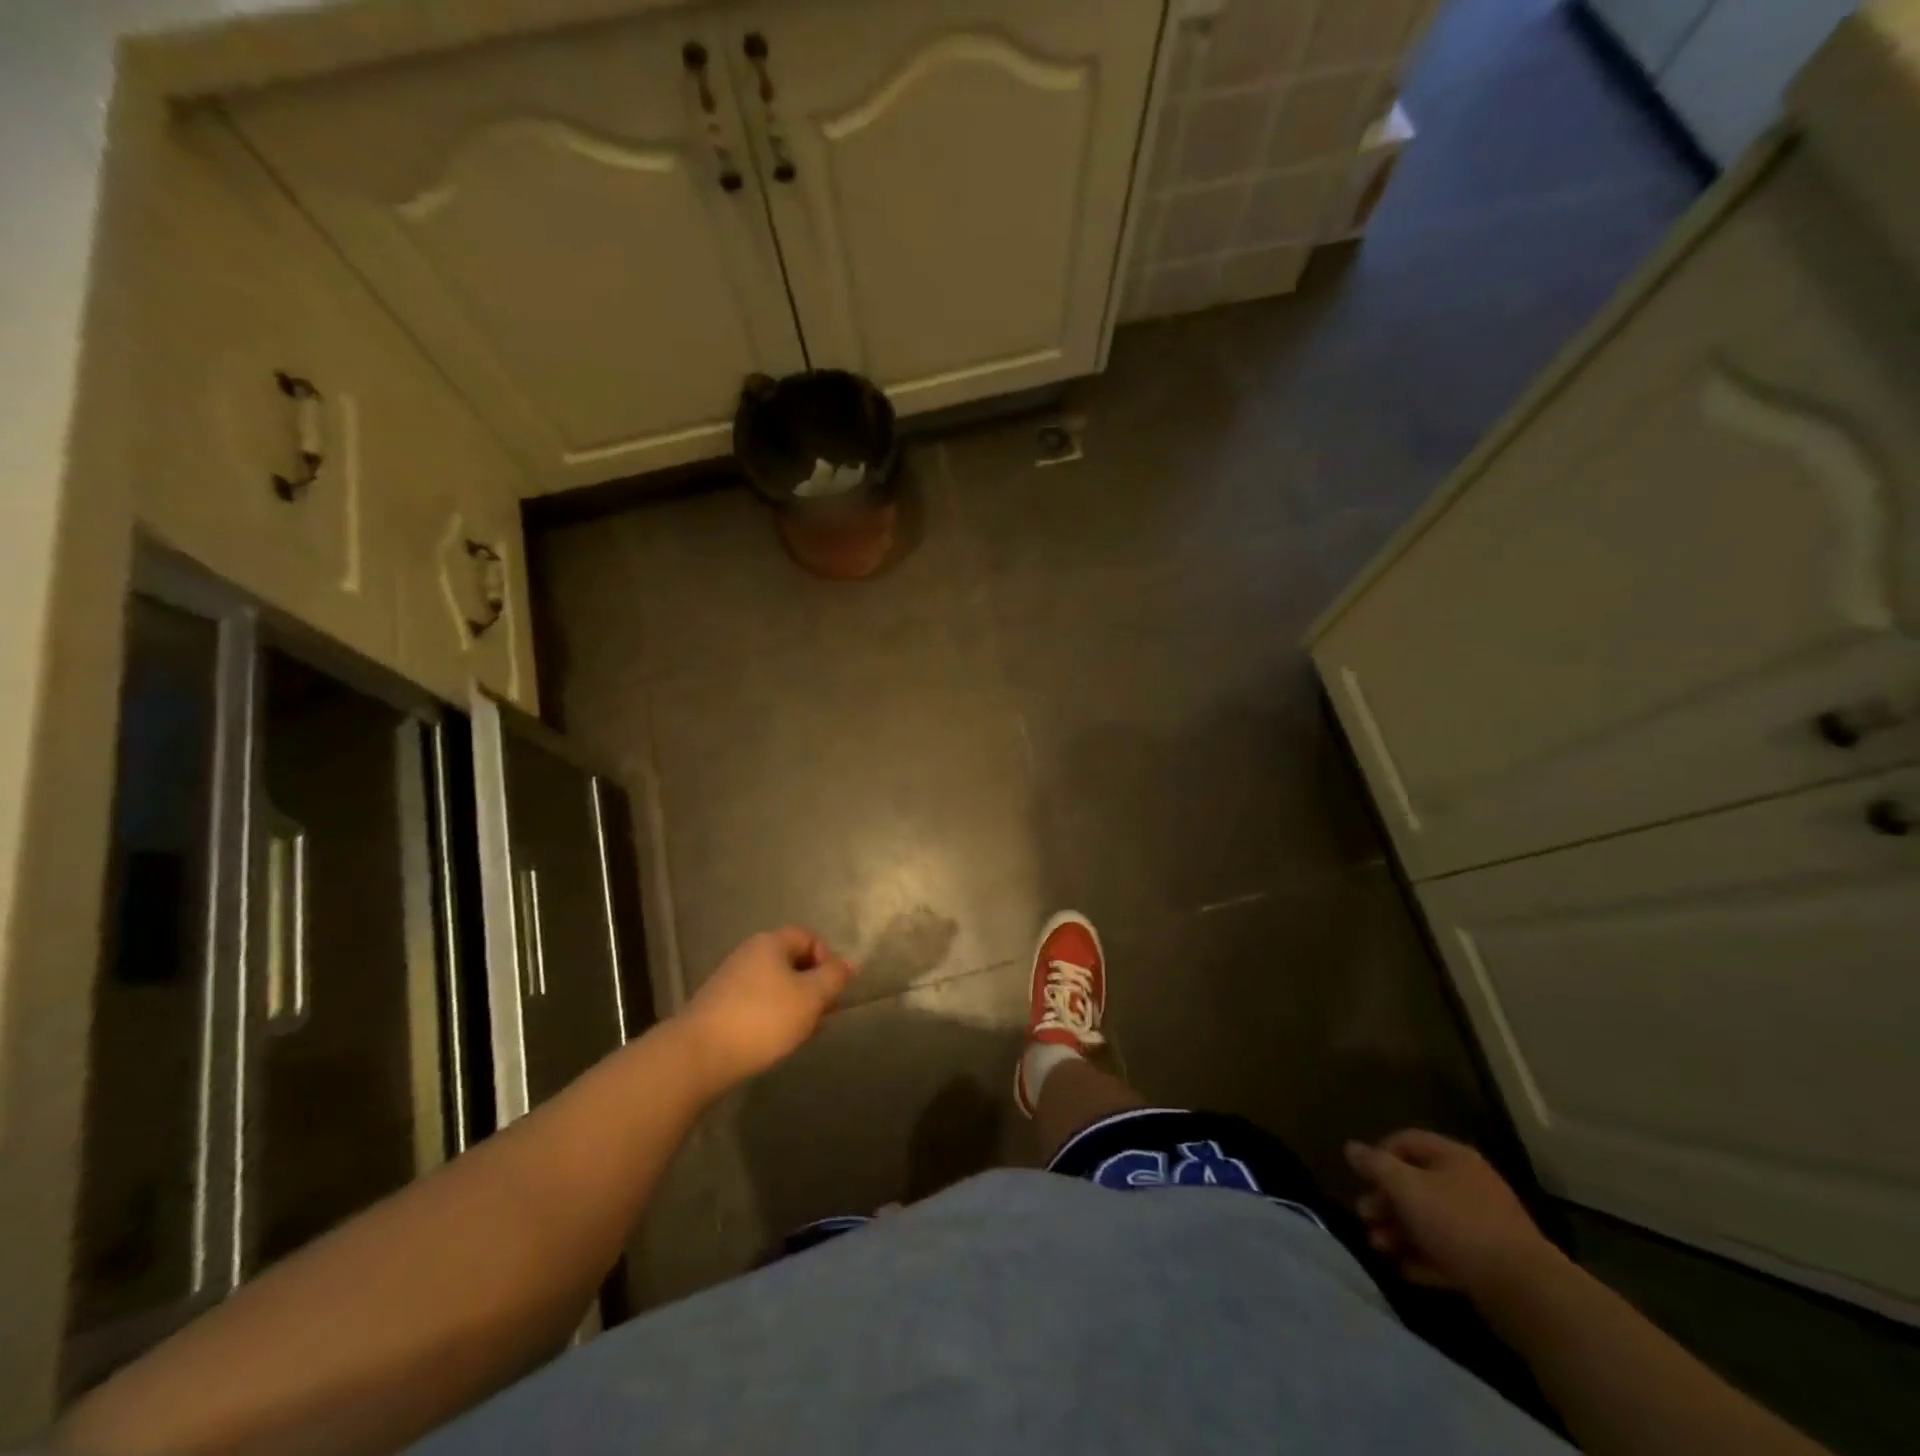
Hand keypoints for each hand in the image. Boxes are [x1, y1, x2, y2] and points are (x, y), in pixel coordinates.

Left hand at [679, 927, 857, 1089]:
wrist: (698, 1056)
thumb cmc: (762, 1019)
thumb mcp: (811, 997)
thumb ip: (834, 978)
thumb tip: (849, 964)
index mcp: (770, 944)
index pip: (808, 937)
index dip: (827, 958)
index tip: (833, 989)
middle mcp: (748, 955)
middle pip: (791, 962)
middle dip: (813, 986)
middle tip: (824, 1015)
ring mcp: (730, 981)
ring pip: (775, 986)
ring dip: (795, 1005)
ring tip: (803, 1033)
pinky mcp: (718, 1008)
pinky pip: (756, 1005)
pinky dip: (772, 1018)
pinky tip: (775, 1042)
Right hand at [1346, 1130, 1557, 1297]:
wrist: (1526, 1292)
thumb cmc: (1458, 1224)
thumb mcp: (1406, 1188)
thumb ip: (1375, 1165)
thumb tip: (1350, 1147)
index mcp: (1454, 1158)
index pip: (1407, 1141)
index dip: (1380, 1154)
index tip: (1362, 1178)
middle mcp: (1469, 1184)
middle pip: (1416, 1184)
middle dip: (1385, 1201)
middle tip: (1365, 1217)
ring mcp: (1483, 1224)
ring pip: (1430, 1220)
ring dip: (1399, 1232)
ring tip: (1380, 1248)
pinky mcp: (1490, 1262)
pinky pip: (1449, 1252)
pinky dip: (1424, 1258)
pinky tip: (1405, 1270)